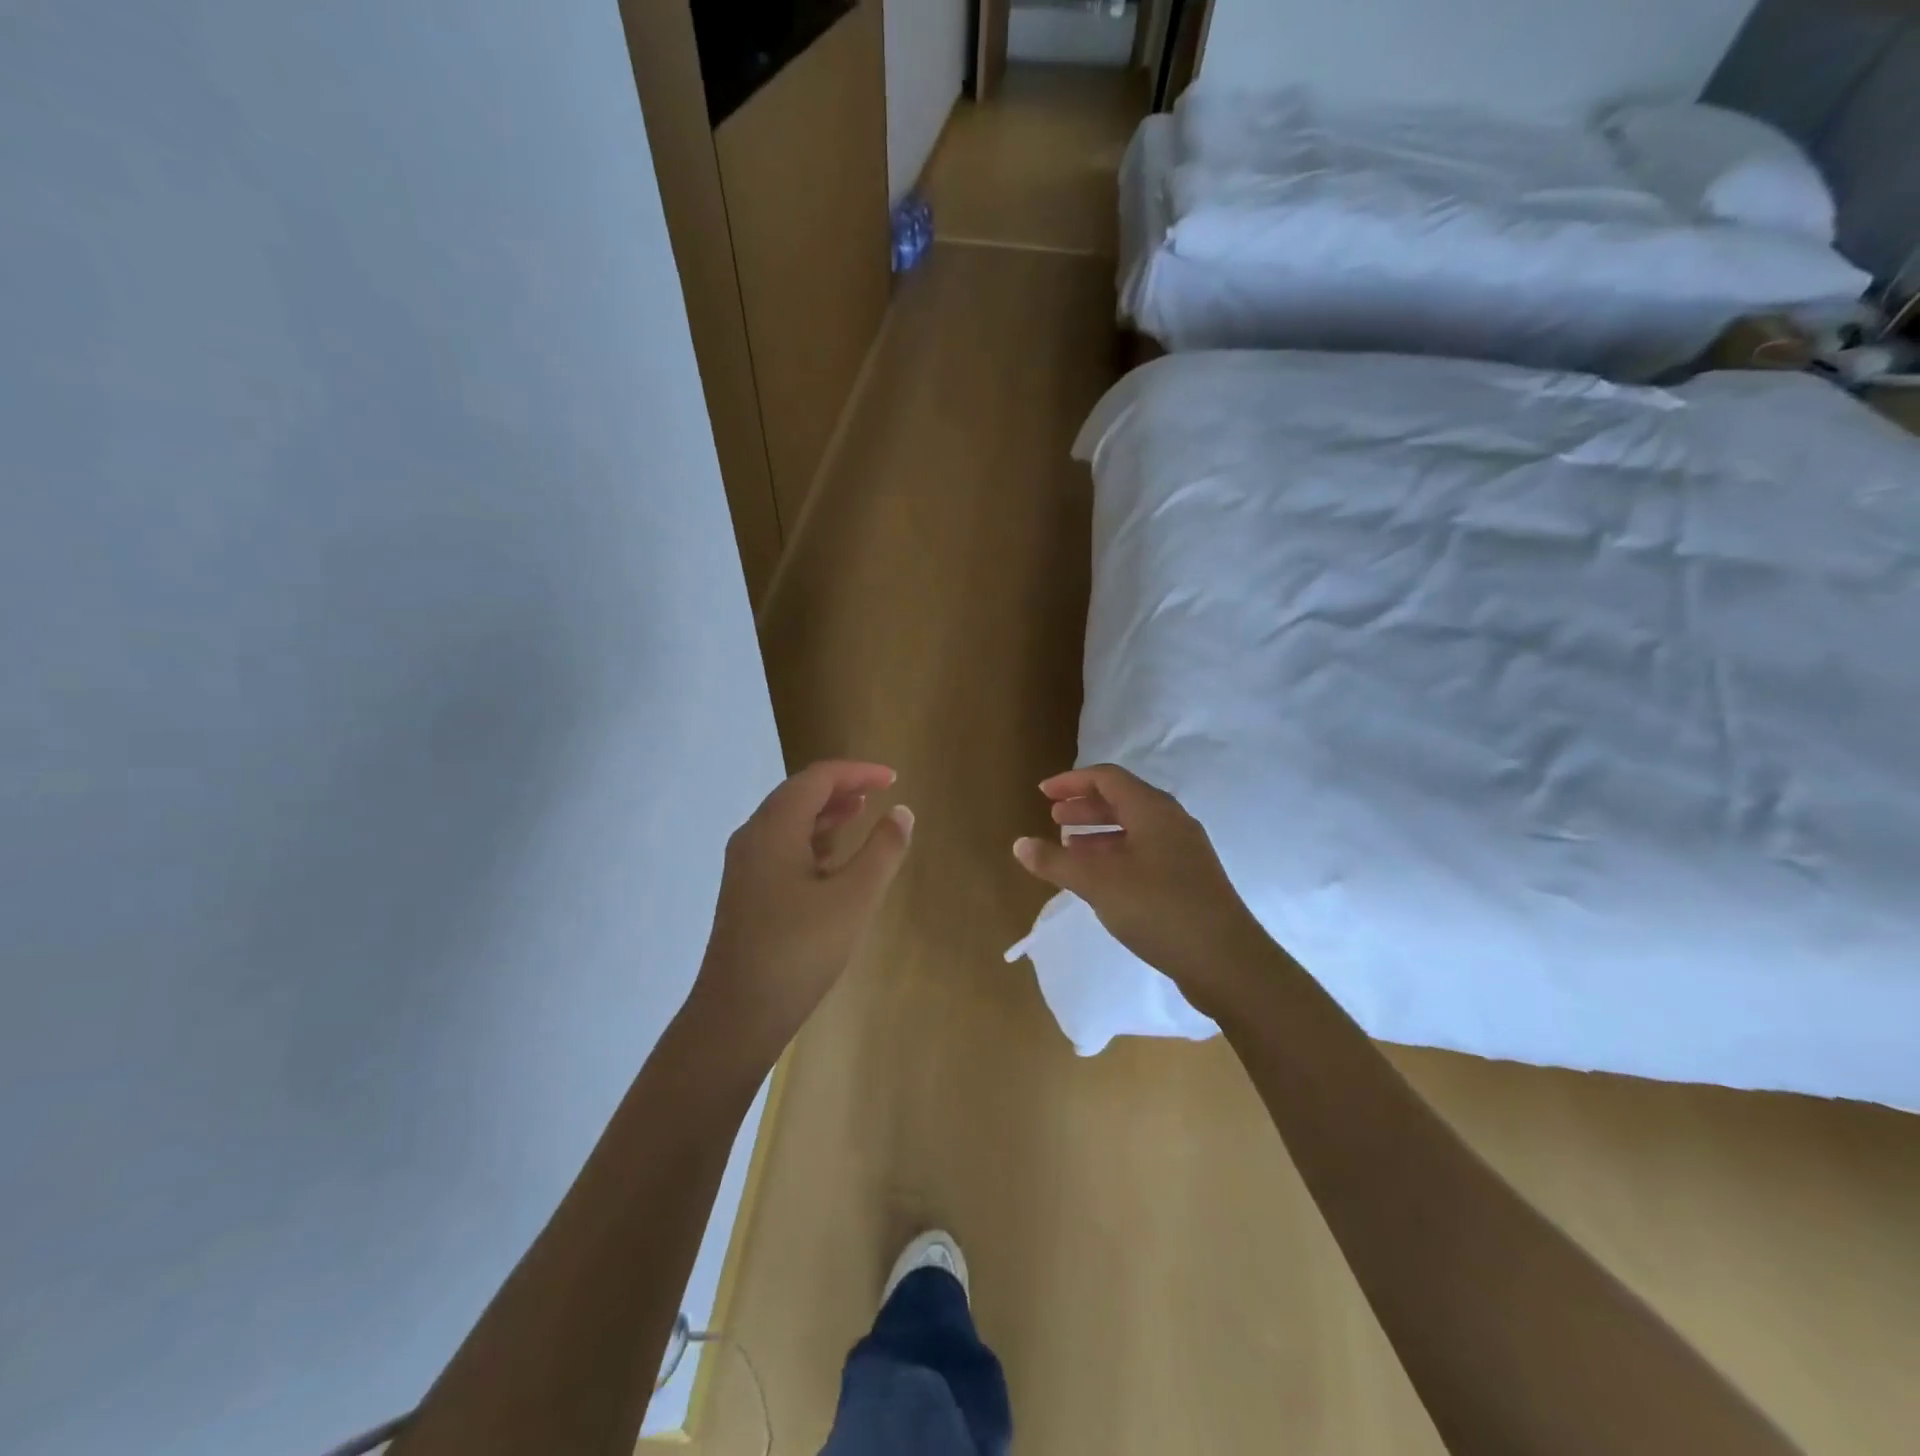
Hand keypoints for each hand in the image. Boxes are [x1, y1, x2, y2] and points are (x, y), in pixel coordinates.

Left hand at [691, 761, 912, 1062]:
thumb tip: (902, 812)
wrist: (736, 1016)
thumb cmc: (799, 951)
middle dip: (841, 788)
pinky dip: (812, 840)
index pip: (817, 778)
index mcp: (774, 828)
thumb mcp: (853, 899)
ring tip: (861, 813)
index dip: (857, 772)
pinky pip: (782, 848)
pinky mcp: (747, 892)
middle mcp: (753, 837)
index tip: (894, 779)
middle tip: (880, 791)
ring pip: (789, 822)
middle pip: (799, 794)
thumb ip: (882, 850)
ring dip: (826, 813)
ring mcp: (745, 866)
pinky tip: (834, 860)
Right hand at [1013, 764, 1273, 1015]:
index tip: (1042, 793)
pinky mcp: (1189, 878)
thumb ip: (1056, 862)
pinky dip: (1116, 854)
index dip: (1072, 781)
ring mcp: (1184, 851)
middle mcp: (1171, 821)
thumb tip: (1019, 844)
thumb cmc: (1159, 909)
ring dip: (1099, 832)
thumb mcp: (1099, 884)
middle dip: (1084, 807)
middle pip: (1122, 800)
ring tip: (1070, 847)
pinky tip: (1100, 878)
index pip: (1107, 778)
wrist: (1226, 961)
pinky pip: (1145, 851)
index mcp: (1153, 810)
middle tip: (1053, 818)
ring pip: (1134, 828)